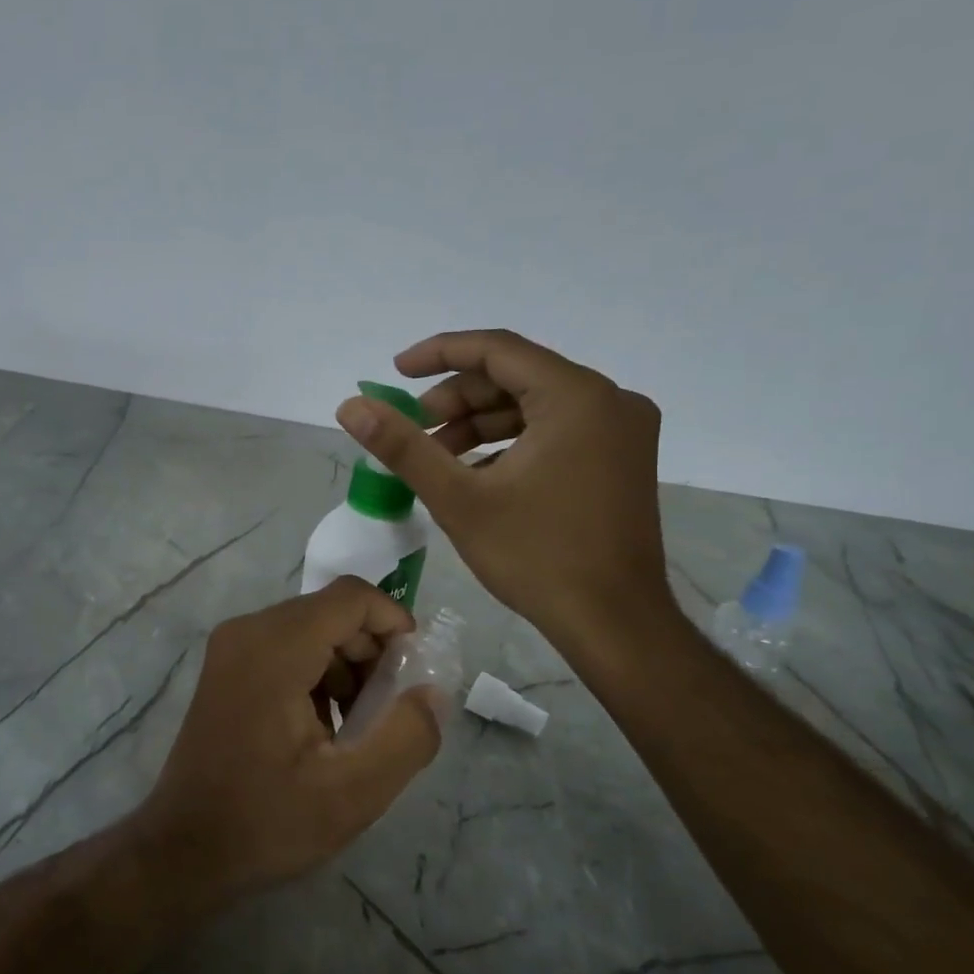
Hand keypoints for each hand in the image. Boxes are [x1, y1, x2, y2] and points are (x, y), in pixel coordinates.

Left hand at [134, 579, 443, 905]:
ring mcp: (231, 647)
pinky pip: (287, 648)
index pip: (351, 597)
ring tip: (357, 729)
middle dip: (372, 653)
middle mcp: (247, 631)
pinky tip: (324, 729)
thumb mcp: (353, 792)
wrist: (184, 849)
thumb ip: (406, 735)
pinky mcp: (226, 667)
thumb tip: (432, 691)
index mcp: (274, 648)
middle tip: (388, 712)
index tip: (413, 673)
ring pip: (311, 629)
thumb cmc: (266, 822)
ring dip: (347, 668)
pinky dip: (318, 675)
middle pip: (332, 612)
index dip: (394, 623)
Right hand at [336, 329, 679, 661]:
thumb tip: (351, 406)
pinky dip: (511, 444)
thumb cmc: (536, 557)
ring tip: (436, 458)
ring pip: (535, 407)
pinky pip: (557, 431)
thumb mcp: (459, 499)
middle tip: (413, 430)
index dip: (439, 353)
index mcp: (577, 397)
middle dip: (457, 400)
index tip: (395, 370)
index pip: (497, 349)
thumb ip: (403, 446)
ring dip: (480, 425)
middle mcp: (610, 400)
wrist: (614, 624)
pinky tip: (476, 476)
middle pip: (516, 378)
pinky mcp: (623, 460)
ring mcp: (623, 431)